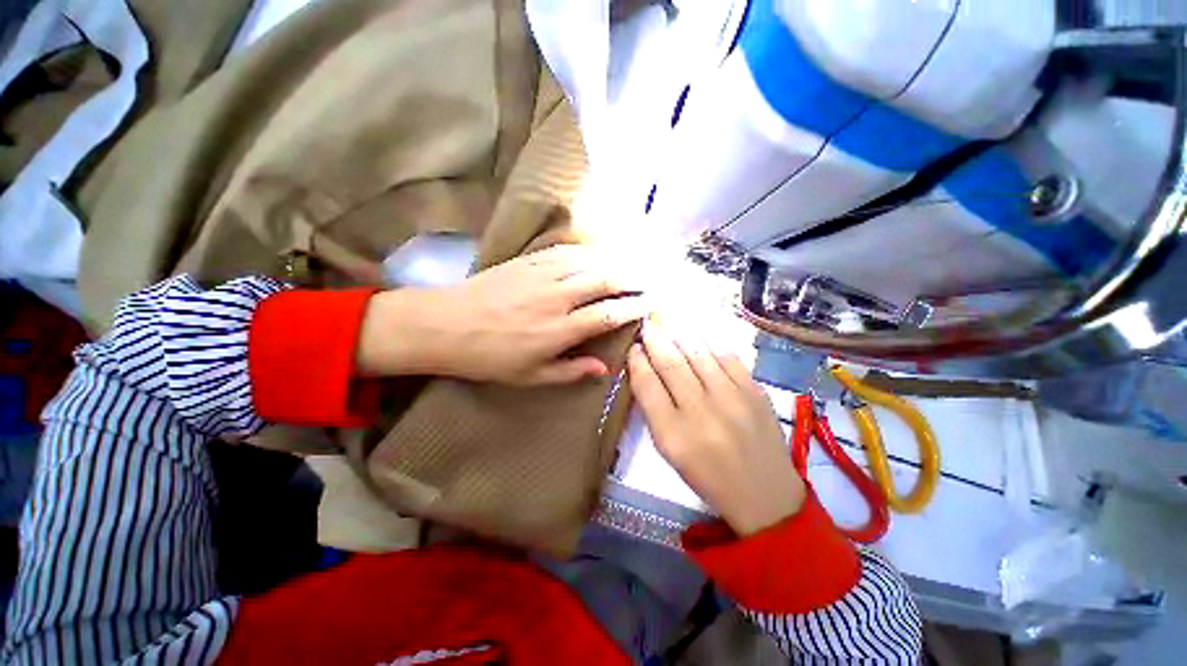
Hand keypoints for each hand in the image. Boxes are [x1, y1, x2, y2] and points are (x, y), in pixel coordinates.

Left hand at [357, 245, 649, 384]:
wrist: (445, 325)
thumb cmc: (489, 357)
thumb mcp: (530, 377)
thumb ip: (570, 371)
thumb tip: (603, 368)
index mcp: (559, 330)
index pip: (608, 315)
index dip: (634, 308)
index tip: (650, 304)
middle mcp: (558, 298)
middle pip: (606, 281)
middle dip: (633, 279)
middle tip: (650, 279)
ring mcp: (543, 274)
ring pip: (590, 262)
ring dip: (615, 262)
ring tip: (633, 264)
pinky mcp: (529, 260)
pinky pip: (567, 251)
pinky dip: (589, 252)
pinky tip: (599, 253)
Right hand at [628, 322, 805, 535]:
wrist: (765, 494)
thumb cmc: (708, 475)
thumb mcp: (669, 451)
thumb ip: (654, 410)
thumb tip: (645, 369)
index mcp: (673, 434)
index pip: (647, 385)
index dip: (637, 361)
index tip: (633, 347)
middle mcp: (702, 413)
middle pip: (671, 364)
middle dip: (655, 339)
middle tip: (648, 324)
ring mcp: (733, 399)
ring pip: (698, 354)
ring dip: (680, 335)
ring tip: (669, 323)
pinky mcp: (756, 392)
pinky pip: (727, 357)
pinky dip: (709, 343)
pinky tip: (699, 337)